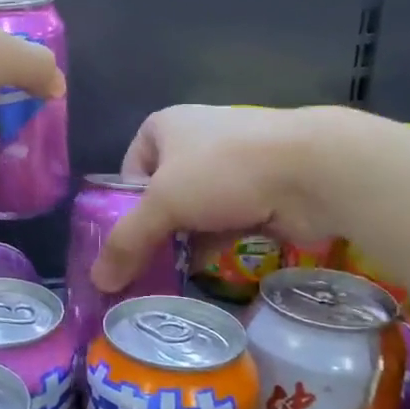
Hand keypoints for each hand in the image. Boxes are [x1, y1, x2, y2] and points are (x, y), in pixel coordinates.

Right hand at [92, 105, 340, 290]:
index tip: (128, 241)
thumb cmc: (223, 171)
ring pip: (194, 211)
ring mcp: (231, 165)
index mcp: (165, 126)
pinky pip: (225, 221)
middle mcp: (195, 140)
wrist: (312, 170)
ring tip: (169, 276)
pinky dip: (214, 243)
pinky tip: (205, 268)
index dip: (125, 207)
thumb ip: (127, 242)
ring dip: (184, 241)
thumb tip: (97, 282)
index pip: (129, 171)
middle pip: (161, 194)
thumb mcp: (163, 204)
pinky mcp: (259, 190)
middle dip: (154, 230)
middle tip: (143, 268)